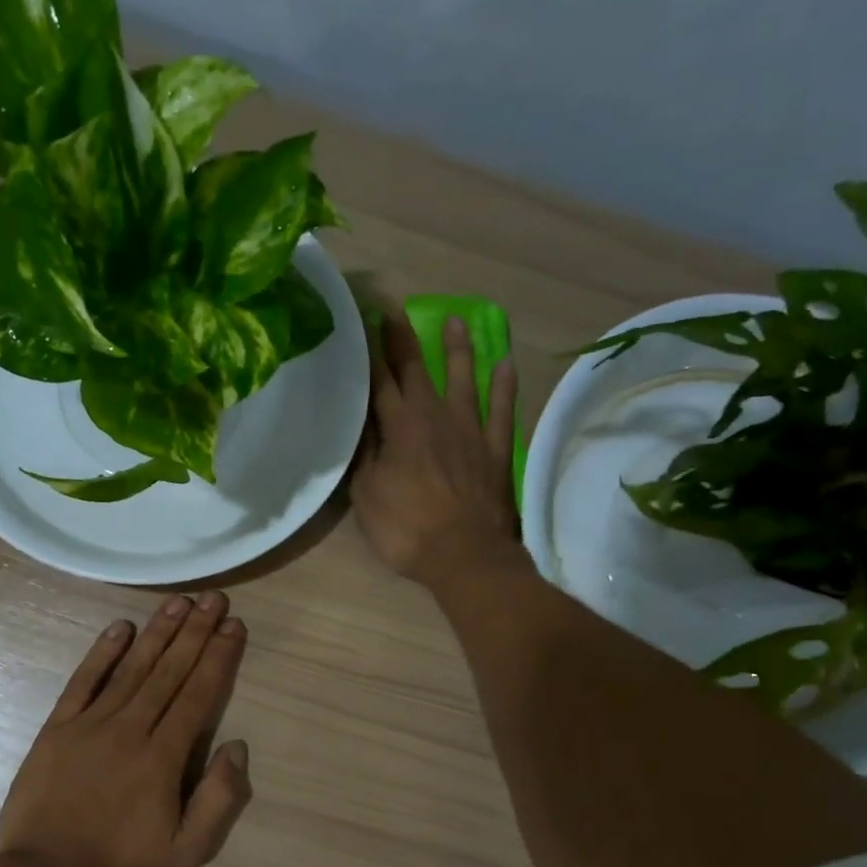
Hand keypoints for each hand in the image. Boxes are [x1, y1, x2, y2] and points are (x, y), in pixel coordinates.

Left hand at [0, 592, 251, 866]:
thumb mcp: (187, 853)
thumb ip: (218, 800)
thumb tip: (236, 746)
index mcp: (163, 757)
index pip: (198, 695)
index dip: (218, 657)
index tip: (233, 626)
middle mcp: (130, 729)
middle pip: (169, 671)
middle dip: (195, 632)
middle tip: (213, 597)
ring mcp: (89, 725)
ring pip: (131, 669)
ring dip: (157, 633)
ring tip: (178, 602)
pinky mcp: (57, 729)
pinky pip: (82, 682)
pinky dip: (101, 653)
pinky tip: (120, 628)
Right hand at [351, 311, 520, 586]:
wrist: (465, 554)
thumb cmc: (406, 529)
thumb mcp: (366, 497)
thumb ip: (364, 457)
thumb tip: (362, 426)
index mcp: (398, 427)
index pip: (380, 381)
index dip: (371, 352)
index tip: (366, 323)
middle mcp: (434, 417)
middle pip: (418, 370)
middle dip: (404, 341)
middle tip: (397, 312)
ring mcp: (470, 430)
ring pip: (464, 379)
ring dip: (458, 350)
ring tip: (456, 321)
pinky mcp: (495, 449)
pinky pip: (501, 409)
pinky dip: (504, 386)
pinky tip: (504, 364)